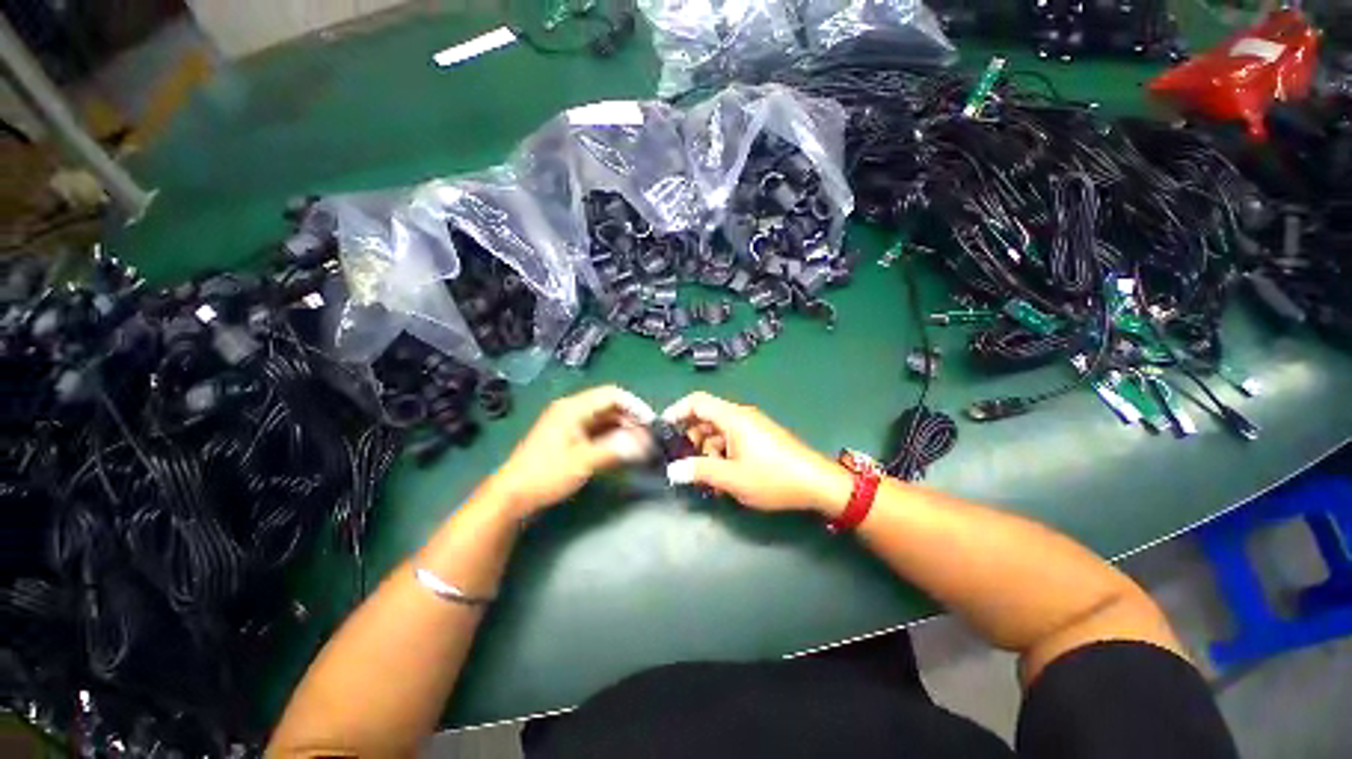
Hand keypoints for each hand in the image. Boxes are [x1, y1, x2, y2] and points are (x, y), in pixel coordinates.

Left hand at [483, 386, 655, 517]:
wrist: (512, 495)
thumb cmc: (545, 475)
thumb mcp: (583, 462)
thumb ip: (616, 450)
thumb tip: (647, 443)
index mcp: (573, 408)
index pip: (612, 395)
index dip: (635, 405)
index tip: (651, 423)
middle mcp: (573, 410)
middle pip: (610, 406)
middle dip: (631, 419)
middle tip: (648, 437)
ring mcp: (570, 424)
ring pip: (605, 419)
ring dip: (623, 429)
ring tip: (640, 445)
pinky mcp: (570, 437)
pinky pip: (597, 430)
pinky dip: (612, 437)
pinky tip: (623, 450)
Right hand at [660, 392, 851, 515]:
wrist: (818, 484)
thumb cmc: (773, 477)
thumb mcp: (732, 477)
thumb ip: (699, 471)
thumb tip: (673, 470)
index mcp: (733, 417)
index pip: (697, 401)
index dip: (677, 411)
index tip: (663, 431)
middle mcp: (741, 416)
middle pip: (706, 417)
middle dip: (691, 439)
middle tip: (685, 463)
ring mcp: (752, 427)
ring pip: (718, 431)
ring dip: (707, 450)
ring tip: (707, 477)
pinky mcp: (760, 438)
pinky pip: (732, 439)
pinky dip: (722, 454)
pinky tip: (724, 477)